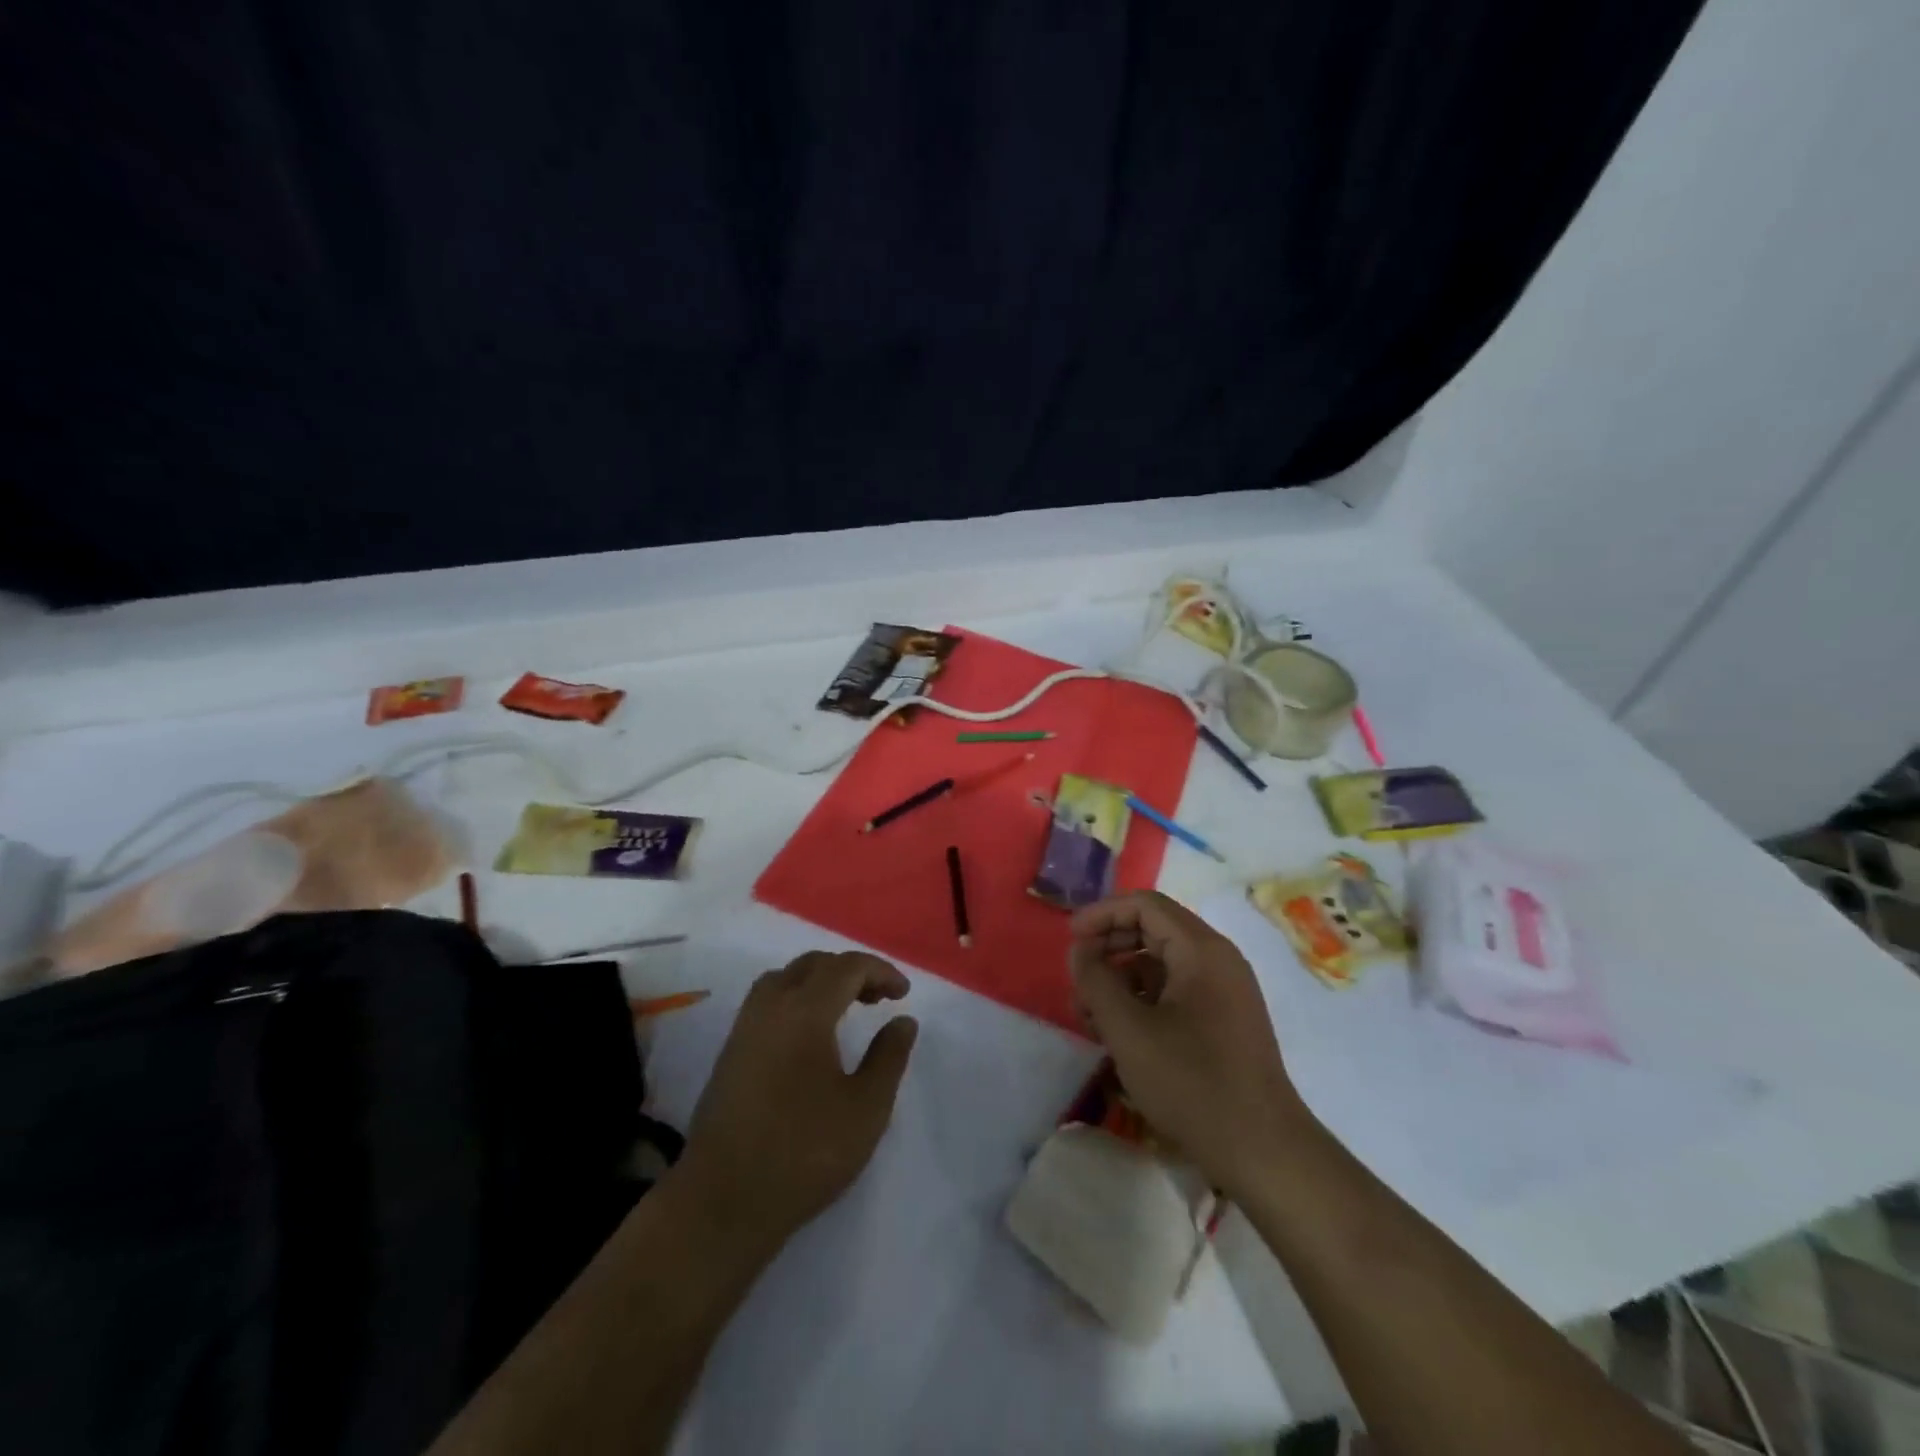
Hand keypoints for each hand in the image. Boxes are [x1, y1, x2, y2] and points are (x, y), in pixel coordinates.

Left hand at [674, 951, 918, 1254]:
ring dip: (820, 981)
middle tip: (879, 998)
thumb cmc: (804, 1153)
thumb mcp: (866, 1109)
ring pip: (785, 978)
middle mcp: (770, 1007)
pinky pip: (767, 1001)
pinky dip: (796, 998)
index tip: (904, 994)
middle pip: (813, 964)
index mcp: (804, 1011)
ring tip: (845, 1008)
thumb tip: (903, 1020)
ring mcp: (744, 1028)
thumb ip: (889, 1057)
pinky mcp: (730, 1052)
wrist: (723, 1202)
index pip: (847, 967)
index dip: (880, 971)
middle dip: (851, 971)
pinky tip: (810, 1035)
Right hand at [1069, 891, 1308, 1197]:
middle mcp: (1217, 960)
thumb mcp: (1128, 1030)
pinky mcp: (1224, 1020)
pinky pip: (1175, 991)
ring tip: (1092, 1016)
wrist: (1262, 1151)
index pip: (1144, 905)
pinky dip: (1143, 1001)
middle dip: (1109, 948)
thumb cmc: (1191, 1082)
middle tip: (1078, 979)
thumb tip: (1081, 951)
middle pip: (1153, 930)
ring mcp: (1224, 991)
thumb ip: (1096, 981)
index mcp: (1201, 950)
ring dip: (1121, 979)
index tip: (1070, 940)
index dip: (1102, 914)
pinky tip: (1120, 1035)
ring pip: (1161, 964)